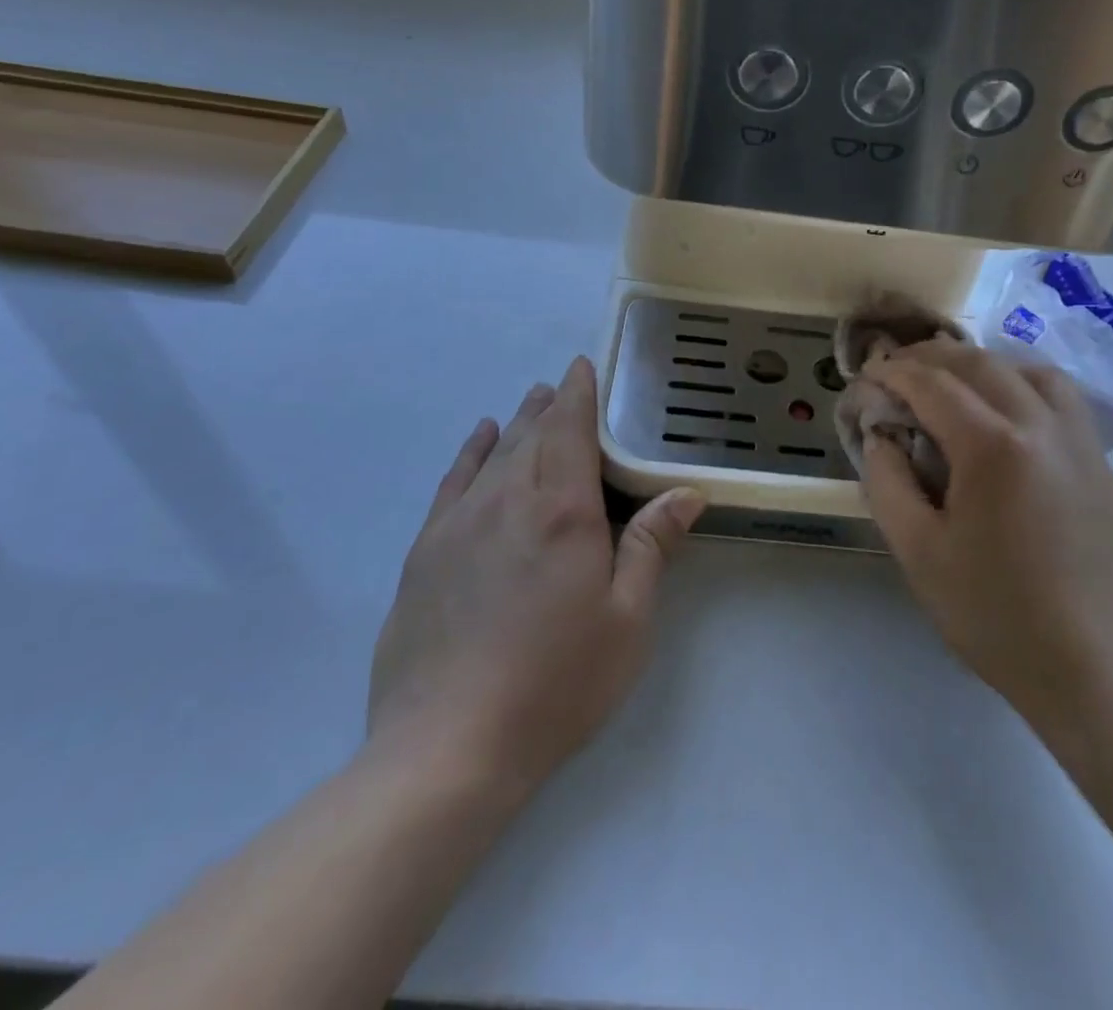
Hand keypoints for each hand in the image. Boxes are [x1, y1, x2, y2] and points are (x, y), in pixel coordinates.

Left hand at [366, 357, 705, 799]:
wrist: (448, 746)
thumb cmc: (556, 683)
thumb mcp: (626, 621)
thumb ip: (651, 547)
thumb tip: (686, 493)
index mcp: (563, 510)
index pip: (570, 429)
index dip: (578, 393)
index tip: (582, 366)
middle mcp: (509, 500)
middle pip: (532, 434)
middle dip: (549, 405)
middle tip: (561, 384)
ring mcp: (460, 523)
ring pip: (495, 453)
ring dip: (516, 423)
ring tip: (529, 402)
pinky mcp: (426, 551)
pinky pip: (453, 482)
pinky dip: (470, 453)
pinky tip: (479, 438)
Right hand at [859, 340, 1112, 755]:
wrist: (1093, 670)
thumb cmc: (994, 614)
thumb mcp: (917, 552)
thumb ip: (886, 480)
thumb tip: (881, 434)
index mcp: (993, 446)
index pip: (932, 383)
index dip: (891, 373)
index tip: (863, 378)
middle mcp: (1041, 425)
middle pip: (978, 363)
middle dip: (928, 358)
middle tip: (893, 372)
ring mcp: (1079, 440)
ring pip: (1024, 368)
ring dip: (978, 364)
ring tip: (947, 383)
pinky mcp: (1099, 460)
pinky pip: (1058, 395)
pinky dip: (1020, 381)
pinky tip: (1001, 409)